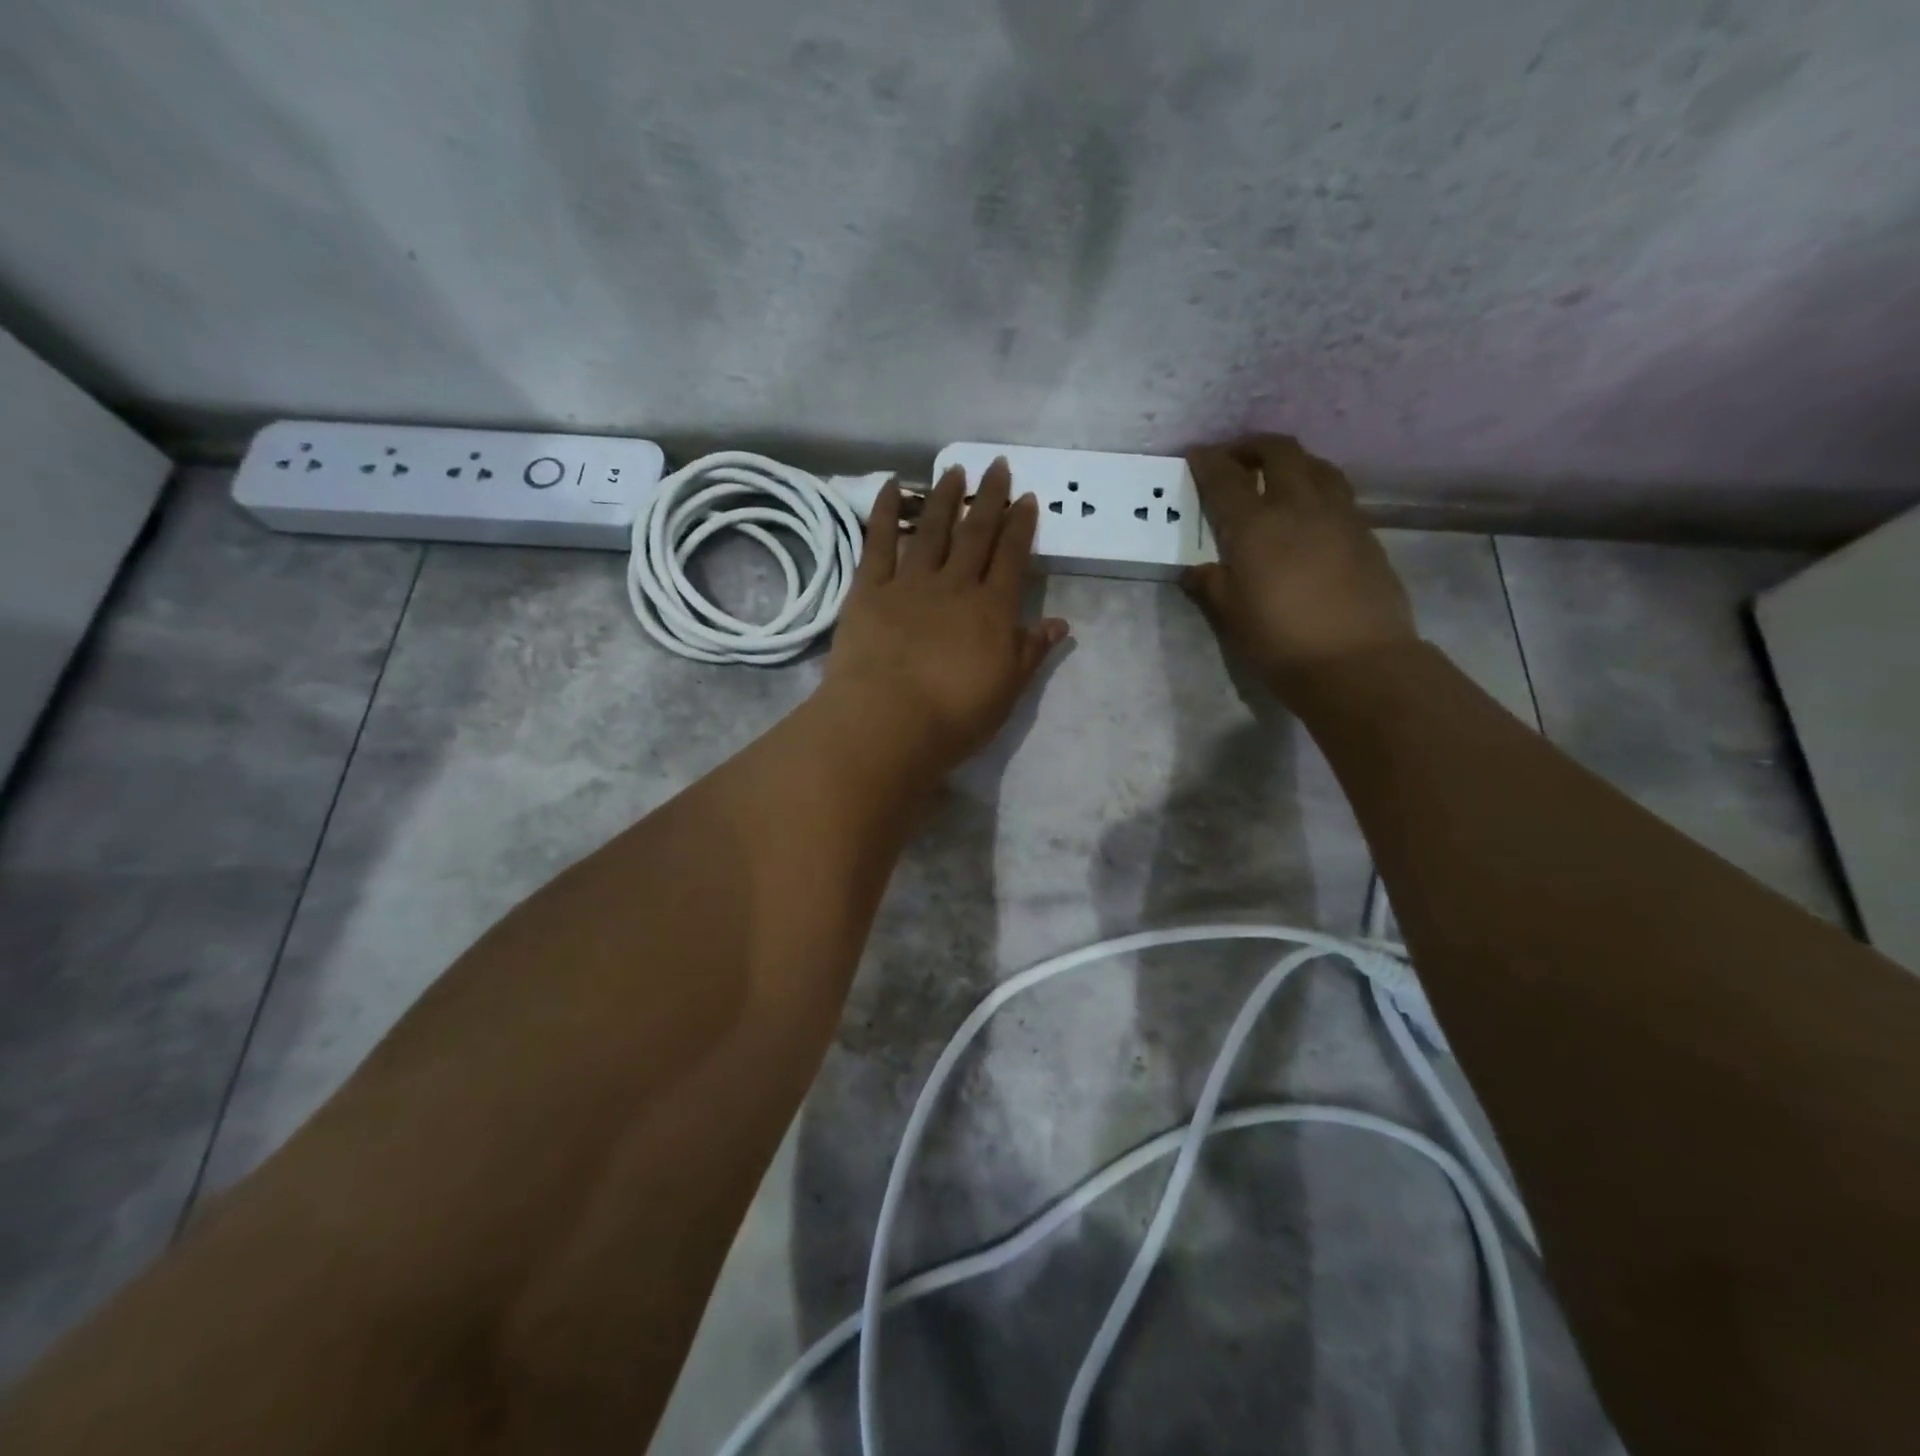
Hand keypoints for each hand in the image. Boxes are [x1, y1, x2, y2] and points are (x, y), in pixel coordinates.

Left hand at [822, 460, 1068, 773]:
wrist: (887, 722)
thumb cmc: (954, 717)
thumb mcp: (1006, 691)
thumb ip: (1031, 652)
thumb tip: (1060, 623)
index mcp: (992, 610)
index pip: (1012, 557)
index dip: (1021, 526)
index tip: (1026, 498)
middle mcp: (954, 586)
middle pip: (975, 534)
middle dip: (989, 498)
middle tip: (996, 465)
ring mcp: (909, 583)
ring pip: (931, 530)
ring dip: (944, 498)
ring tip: (954, 470)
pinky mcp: (868, 590)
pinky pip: (878, 542)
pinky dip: (883, 512)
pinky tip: (890, 486)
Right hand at [1182, 435, 1415, 687]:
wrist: (1356, 662)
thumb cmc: (1280, 641)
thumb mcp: (1231, 617)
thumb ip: (1211, 585)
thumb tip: (1198, 570)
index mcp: (1256, 525)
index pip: (1226, 478)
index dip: (1208, 462)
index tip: (1196, 455)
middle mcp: (1298, 506)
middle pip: (1279, 452)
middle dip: (1252, 447)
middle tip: (1236, 459)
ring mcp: (1339, 515)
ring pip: (1315, 465)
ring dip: (1290, 461)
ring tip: (1275, 477)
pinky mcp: (1365, 532)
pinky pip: (1337, 491)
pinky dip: (1316, 486)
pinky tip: (1308, 511)